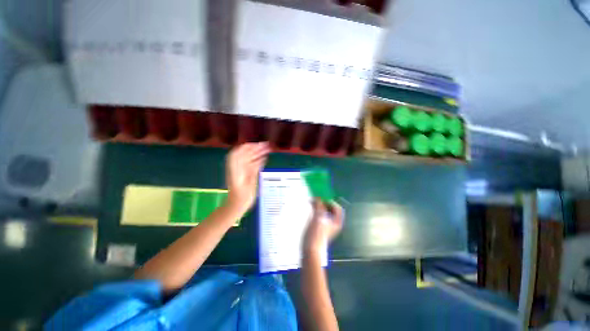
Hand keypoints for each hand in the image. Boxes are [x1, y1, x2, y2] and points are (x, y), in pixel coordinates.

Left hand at [225, 142, 269, 214]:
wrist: (236, 206)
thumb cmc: (242, 197)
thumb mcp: (250, 184)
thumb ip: (254, 171)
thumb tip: (261, 159)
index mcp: (236, 168)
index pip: (239, 152)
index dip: (248, 147)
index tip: (258, 144)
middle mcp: (237, 167)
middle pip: (245, 154)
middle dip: (255, 148)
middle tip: (267, 146)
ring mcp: (241, 170)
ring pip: (249, 158)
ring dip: (257, 153)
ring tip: (268, 150)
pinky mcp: (244, 173)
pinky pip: (251, 164)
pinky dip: (257, 160)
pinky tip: (264, 158)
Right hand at [304, 199, 343, 255]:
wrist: (310, 250)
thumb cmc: (316, 234)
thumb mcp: (318, 218)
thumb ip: (319, 206)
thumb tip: (318, 197)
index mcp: (337, 221)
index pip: (337, 207)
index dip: (330, 201)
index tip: (322, 198)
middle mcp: (333, 223)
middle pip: (331, 209)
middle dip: (324, 203)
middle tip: (316, 199)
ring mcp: (327, 225)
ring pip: (325, 211)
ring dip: (319, 206)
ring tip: (312, 202)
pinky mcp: (321, 227)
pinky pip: (320, 215)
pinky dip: (317, 210)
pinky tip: (311, 208)